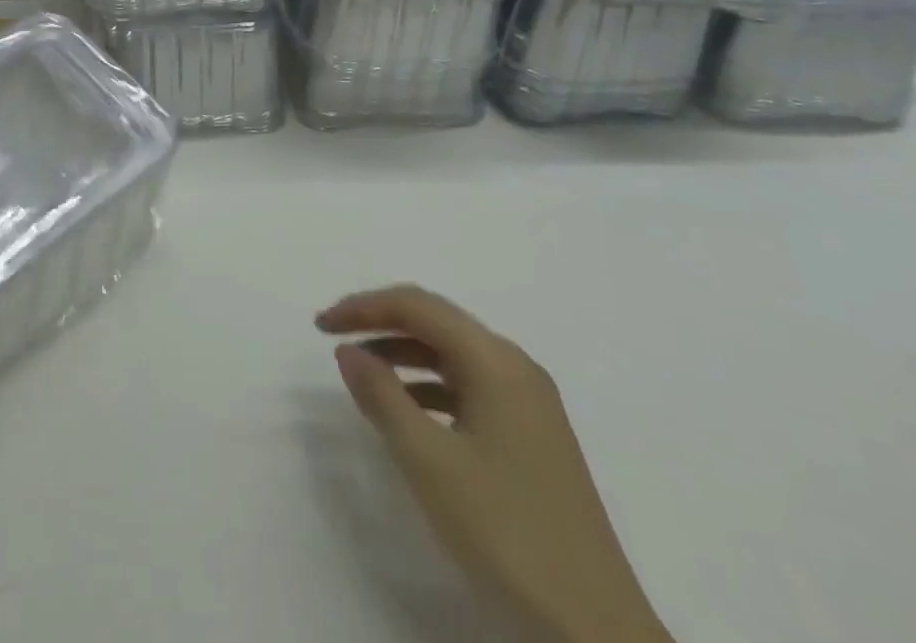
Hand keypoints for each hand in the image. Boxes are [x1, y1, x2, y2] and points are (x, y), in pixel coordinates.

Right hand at [318, 286, 672, 642]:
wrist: (595, 633)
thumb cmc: (506, 532)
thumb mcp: (429, 461)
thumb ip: (382, 396)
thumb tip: (348, 350)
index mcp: (496, 361)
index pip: (418, 306)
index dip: (364, 307)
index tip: (320, 326)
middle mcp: (516, 367)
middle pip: (436, 322)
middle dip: (381, 324)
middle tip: (334, 339)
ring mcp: (530, 403)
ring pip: (452, 355)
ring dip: (403, 355)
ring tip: (362, 374)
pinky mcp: (533, 436)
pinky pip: (469, 387)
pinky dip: (429, 387)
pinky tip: (407, 413)